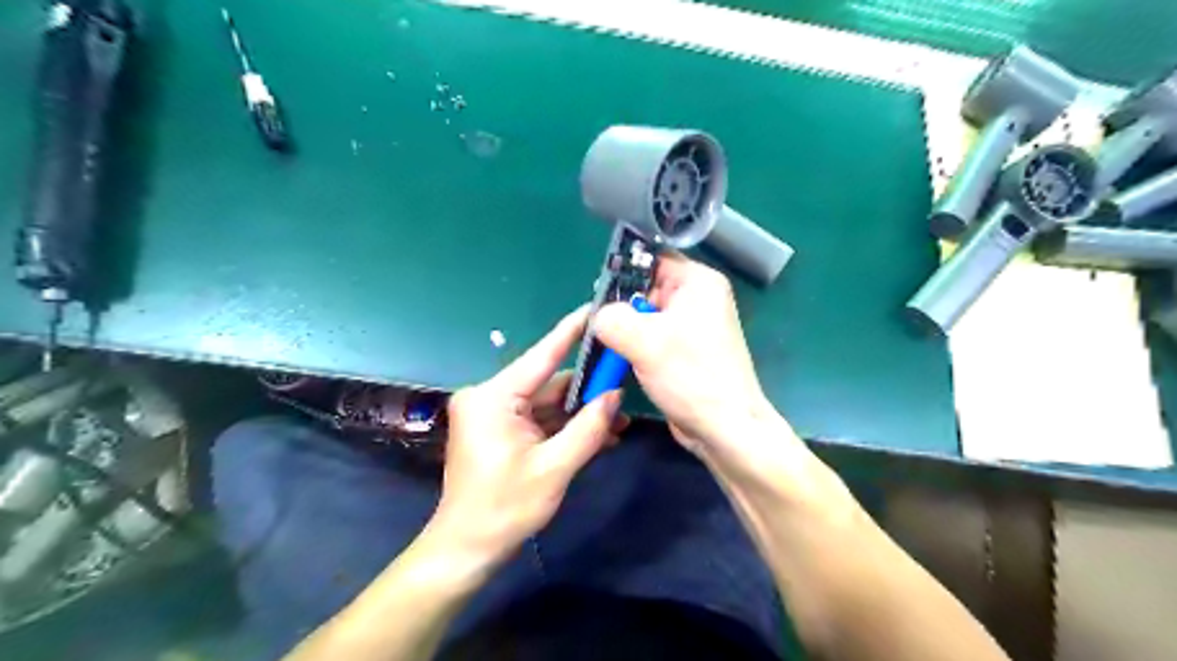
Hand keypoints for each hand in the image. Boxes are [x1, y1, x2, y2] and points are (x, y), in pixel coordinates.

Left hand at [430, 306, 623, 569]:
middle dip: (587, 388)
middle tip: (625, 381)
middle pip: (548, 382)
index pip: (542, 355)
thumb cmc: (505, 508)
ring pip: (547, 403)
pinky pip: (538, 419)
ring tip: (620, 418)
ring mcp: (494, 414)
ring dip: (580, 412)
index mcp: (494, 397)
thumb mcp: (555, 468)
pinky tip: (599, 433)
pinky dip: (565, 426)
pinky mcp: (499, 430)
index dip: (571, 332)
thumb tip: (616, 395)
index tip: (595, 310)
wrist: (467, 549)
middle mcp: (491, 397)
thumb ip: (588, 428)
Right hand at [599, 253, 778, 459]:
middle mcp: (697, 299)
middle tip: (595, 324)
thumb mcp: (643, 340)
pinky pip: (651, 337)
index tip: (597, 294)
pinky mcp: (683, 351)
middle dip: (619, 305)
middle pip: (645, 288)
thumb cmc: (691, 377)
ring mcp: (691, 327)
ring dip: (623, 329)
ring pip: (645, 315)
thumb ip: (610, 317)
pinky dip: (633, 345)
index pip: (651, 259)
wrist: (724, 428)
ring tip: (604, 343)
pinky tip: (618, 358)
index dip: (622, 272)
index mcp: (697, 282)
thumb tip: (598, 317)